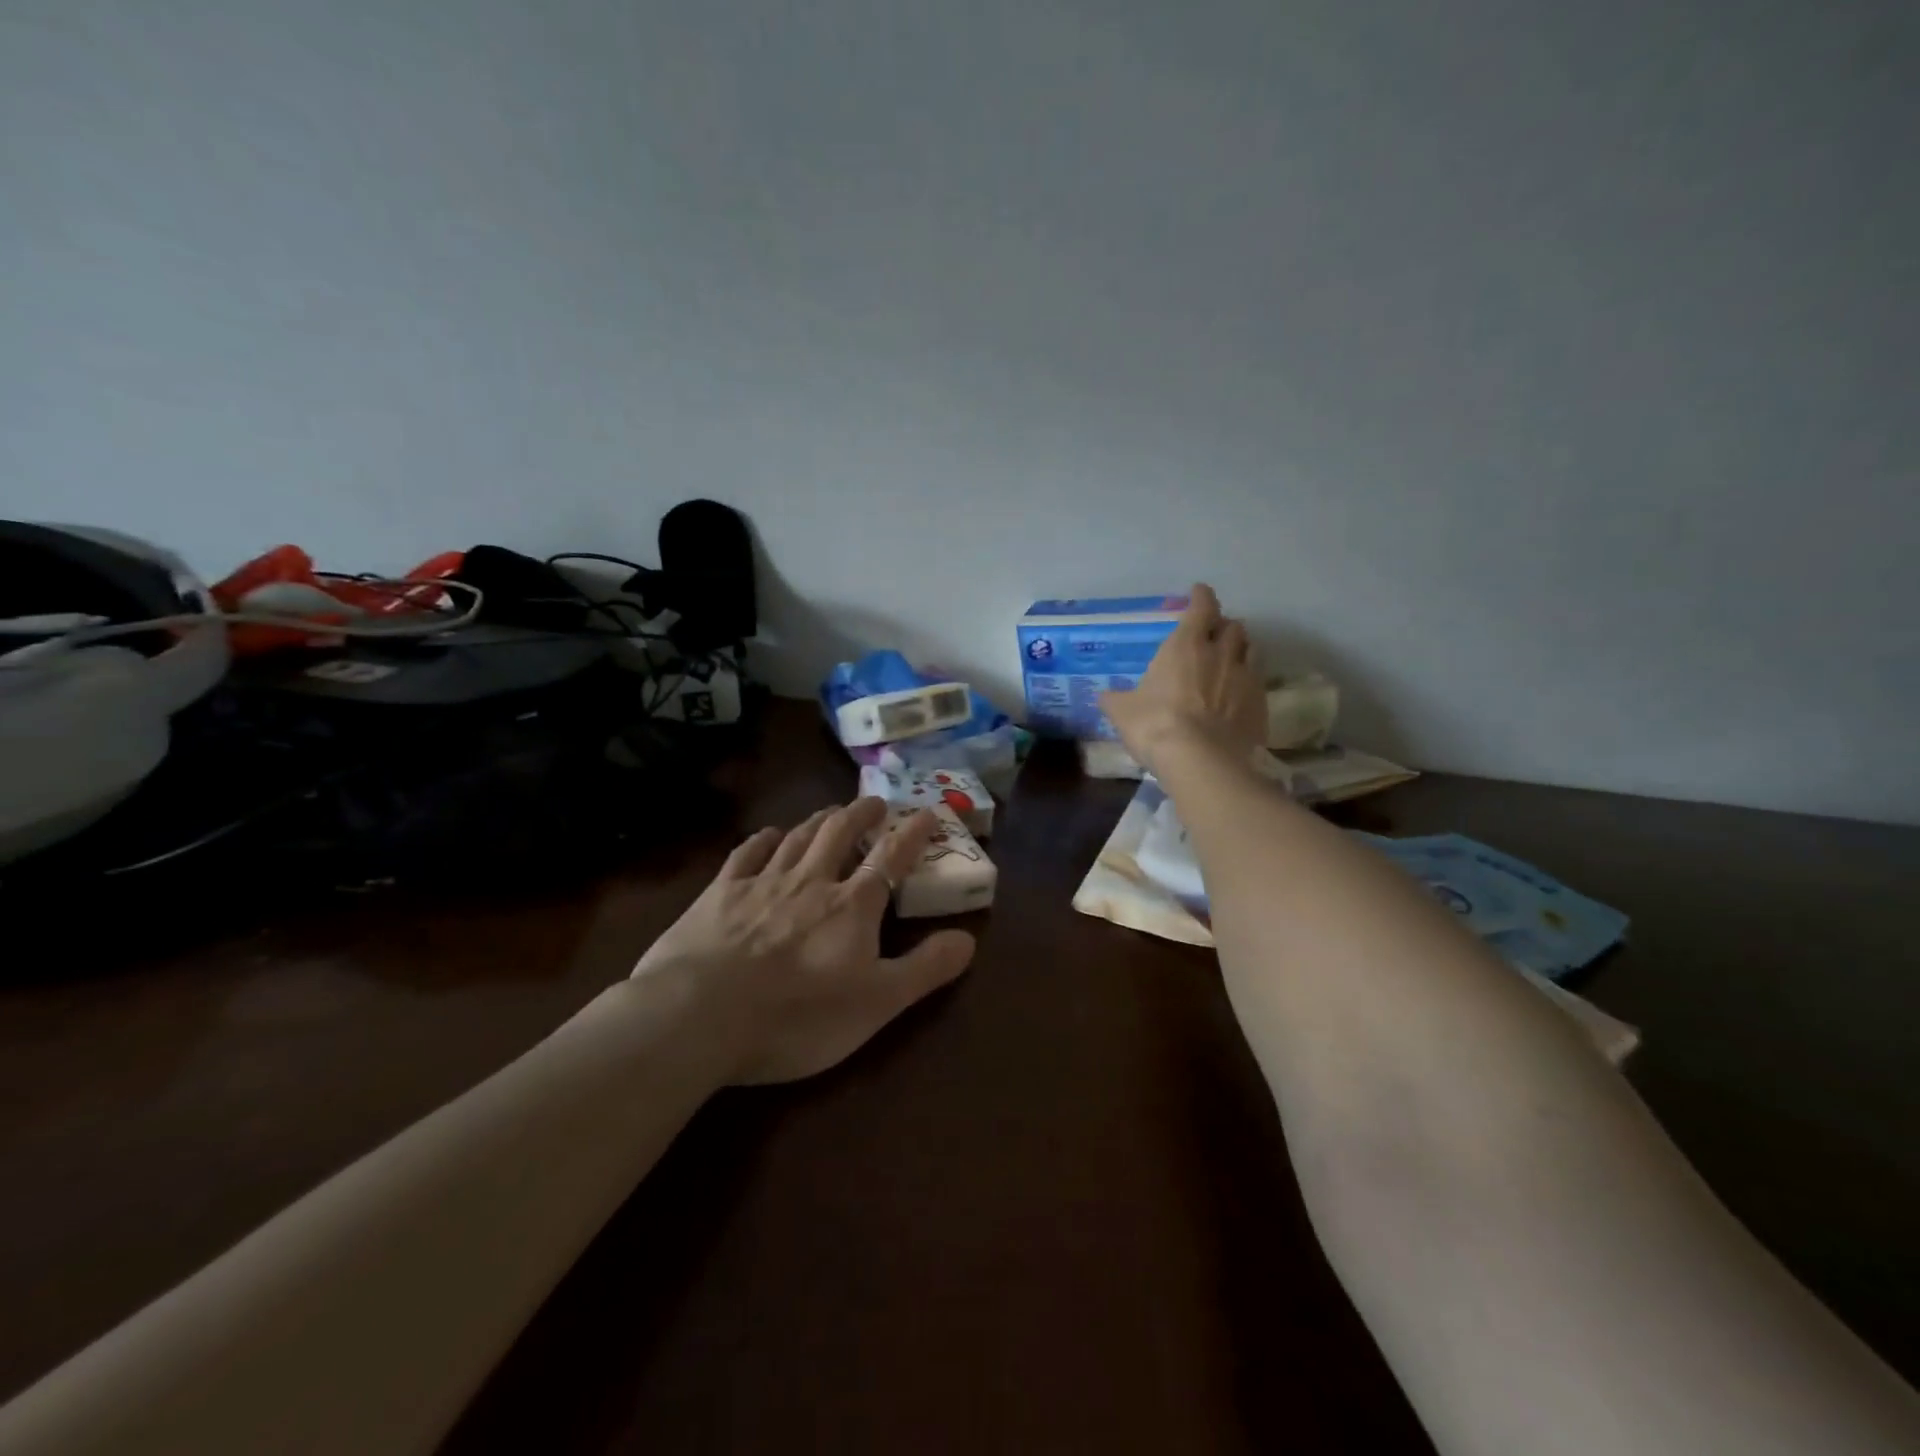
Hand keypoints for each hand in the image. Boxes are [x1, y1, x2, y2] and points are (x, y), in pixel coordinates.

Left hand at [632, 798, 976, 1084]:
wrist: (700, 1014)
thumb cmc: (798, 1015)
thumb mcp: (877, 1003)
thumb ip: (925, 968)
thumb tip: (969, 939)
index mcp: (852, 905)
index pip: (890, 858)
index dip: (912, 834)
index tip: (927, 812)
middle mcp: (810, 881)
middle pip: (840, 834)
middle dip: (861, 813)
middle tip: (875, 801)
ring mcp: (761, 883)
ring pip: (797, 837)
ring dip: (818, 819)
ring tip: (831, 809)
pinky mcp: (719, 894)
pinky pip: (747, 853)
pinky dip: (763, 839)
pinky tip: (769, 834)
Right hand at [1100, 583, 1264, 775]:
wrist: (1201, 760)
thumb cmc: (1155, 724)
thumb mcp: (1123, 711)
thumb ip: (1116, 699)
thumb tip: (1105, 696)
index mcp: (1186, 645)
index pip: (1201, 607)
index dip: (1201, 597)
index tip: (1198, 593)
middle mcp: (1221, 654)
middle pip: (1233, 626)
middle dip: (1224, 626)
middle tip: (1213, 635)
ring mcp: (1246, 678)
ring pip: (1252, 650)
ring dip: (1241, 650)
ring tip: (1231, 659)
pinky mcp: (1261, 705)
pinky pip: (1259, 683)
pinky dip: (1249, 683)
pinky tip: (1239, 695)